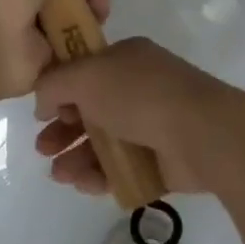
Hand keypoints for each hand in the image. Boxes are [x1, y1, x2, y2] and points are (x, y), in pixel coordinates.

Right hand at [33, 37, 244, 196]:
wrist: (203, 134)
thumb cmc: (140, 95)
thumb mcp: (86, 76)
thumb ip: (54, 84)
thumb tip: (43, 103)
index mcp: (125, 59)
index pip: (84, 71)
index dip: (60, 91)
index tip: (42, 112)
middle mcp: (138, 88)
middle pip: (90, 110)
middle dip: (62, 129)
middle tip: (42, 148)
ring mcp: (151, 125)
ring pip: (103, 142)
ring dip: (76, 156)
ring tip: (60, 175)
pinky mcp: (161, 160)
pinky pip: (122, 168)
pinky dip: (100, 175)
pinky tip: (84, 184)